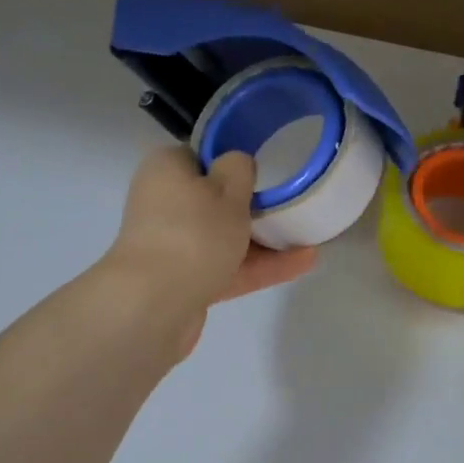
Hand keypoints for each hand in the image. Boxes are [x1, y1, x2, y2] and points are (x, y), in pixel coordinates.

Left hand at [105, 146, 316, 356]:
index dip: (234, 162)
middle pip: (215, 199)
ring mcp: (173, 245)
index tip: (268, 171)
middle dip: (254, 206)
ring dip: (264, 240)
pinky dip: (259, 266)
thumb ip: (239, 168)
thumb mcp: (227, 188)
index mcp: (167, 169)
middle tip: (294, 204)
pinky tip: (301, 264)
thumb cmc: (193, 232)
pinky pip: (227, 267)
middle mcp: (164, 203)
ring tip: (309, 238)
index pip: (203, 157)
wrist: (154, 305)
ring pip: (224, 237)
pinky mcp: (184, 281)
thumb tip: (236, 164)